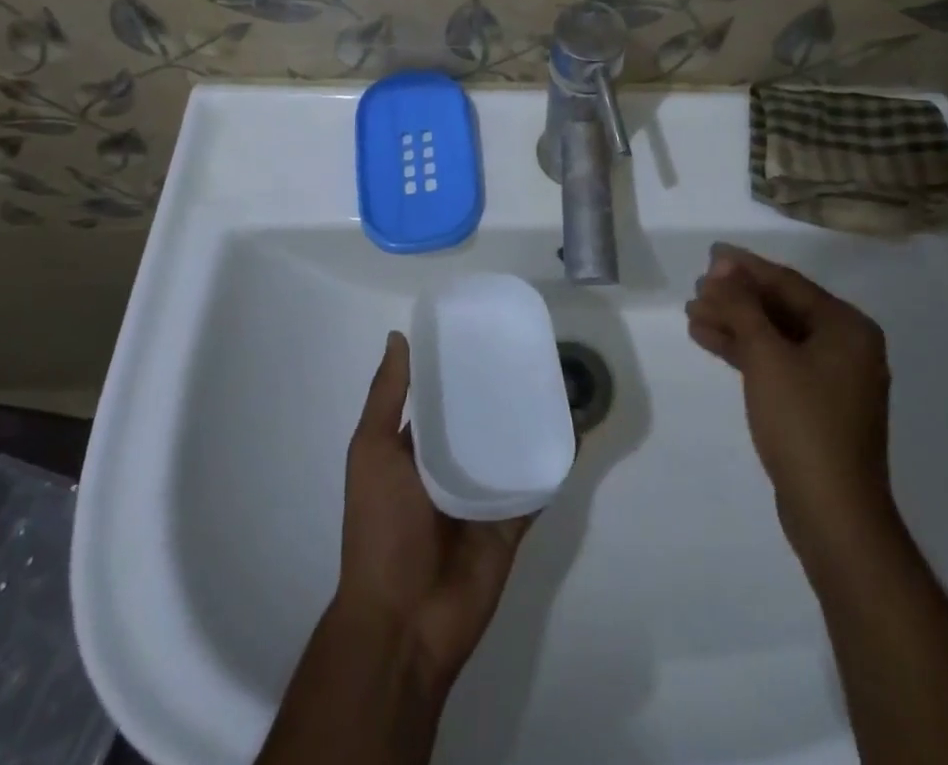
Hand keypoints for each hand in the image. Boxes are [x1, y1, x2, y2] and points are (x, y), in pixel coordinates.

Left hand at [335, 332, 534, 697]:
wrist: (403, 622)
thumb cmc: (379, 528)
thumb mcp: (372, 452)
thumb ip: (387, 397)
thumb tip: (398, 335)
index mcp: (417, 446)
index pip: (444, 394)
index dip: (462, 363)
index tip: (489, 326)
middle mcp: (453, 464)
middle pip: (483, 415)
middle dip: (504, 386)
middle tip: (537, 348)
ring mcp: (484, 494)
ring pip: (514, 445)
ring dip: (534, 418)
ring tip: (563, 379)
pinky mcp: (512, 521)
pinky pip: (536, 483)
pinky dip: (554, 460)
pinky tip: (575, 430)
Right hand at [685, 245, 894, 570]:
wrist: (833, 514)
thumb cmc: (803, 423)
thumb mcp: (766, 356)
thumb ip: (742, 306)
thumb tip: (722, 267)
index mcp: (847, 327)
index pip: (788, 283)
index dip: (745, 268)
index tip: (710, 254)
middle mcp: (846, 346)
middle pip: (781, 308)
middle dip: (736, 298)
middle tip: (696, 287)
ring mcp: (832, 378)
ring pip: (776, 336)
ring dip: (735, 323)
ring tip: (692, 312)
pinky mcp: (816, 404)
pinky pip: (777, 362)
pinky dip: (745, 351)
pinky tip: (708, 340)